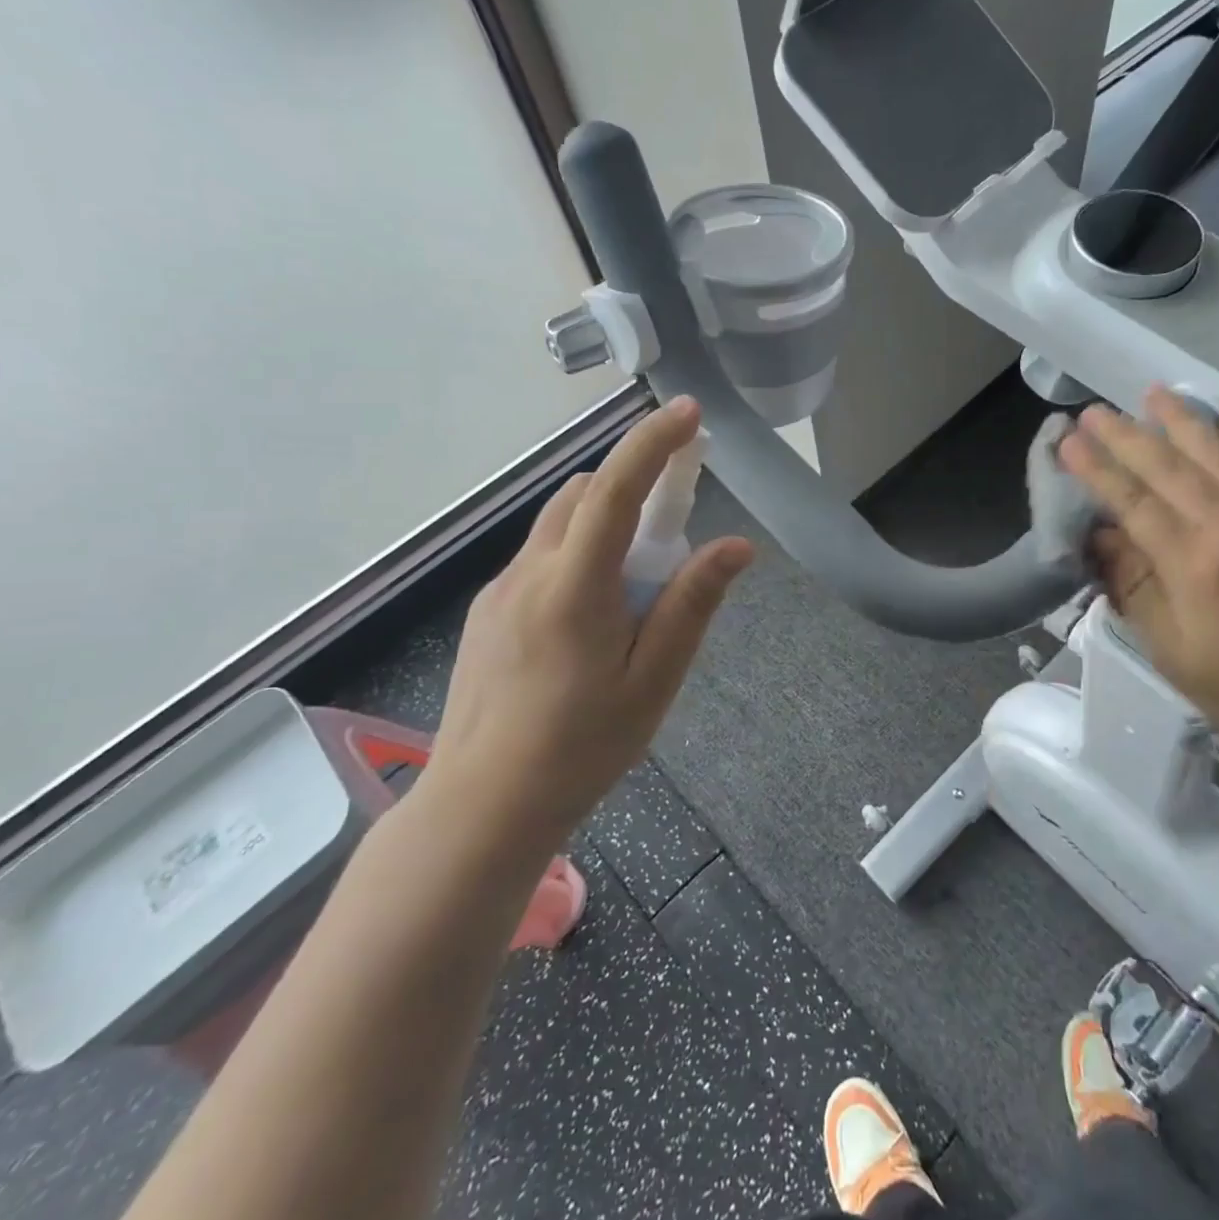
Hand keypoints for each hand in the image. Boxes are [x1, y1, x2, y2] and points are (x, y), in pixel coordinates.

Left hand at [421, 398, 752, 864]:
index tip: (688, 413)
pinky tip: (592, 618)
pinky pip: (541, 558)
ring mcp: (500, 591)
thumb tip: (736, 546)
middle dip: (633, 485)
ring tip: (636, 584)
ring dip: (605, 522)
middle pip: (583, 495)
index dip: (653, 444)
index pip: (615, 491)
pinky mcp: (487, 612)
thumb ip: (691, 604)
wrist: (482, 807)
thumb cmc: (581, 747)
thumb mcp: (654, 680)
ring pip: (558, 524)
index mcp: (574, 587)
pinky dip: (577, 554)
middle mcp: (529, 573)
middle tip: (676, 524)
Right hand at [1058, 389, 1218, 765]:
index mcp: (1194, 566)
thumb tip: (1102, 538)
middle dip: (1126, 436)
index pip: (1133, 503)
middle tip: (1094, 409)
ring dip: (1182, 421)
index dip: (1097, 470)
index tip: (1069, 441)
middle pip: (1169, 468)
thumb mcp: (1173, 652)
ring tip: (1153, 392)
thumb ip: (1135, 590)